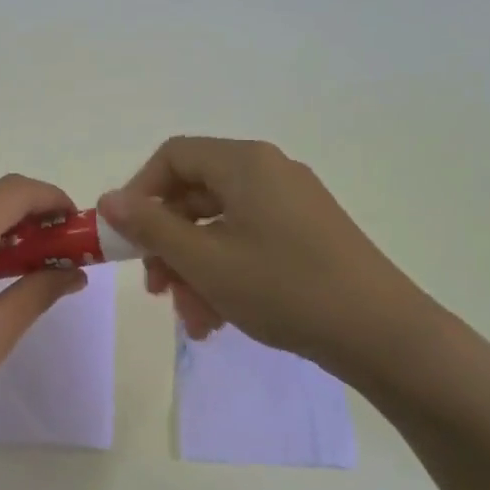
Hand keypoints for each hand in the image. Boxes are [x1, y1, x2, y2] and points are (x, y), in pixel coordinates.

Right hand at [98, 137, 439, 379]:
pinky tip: (220, 320)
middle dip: (169, 245)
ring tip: (194, 320)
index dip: (140, 193)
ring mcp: (292, 204)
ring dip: (195, 270)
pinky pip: (249, 243)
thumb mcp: (204, 260)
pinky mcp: (307, 235)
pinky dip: (226, 274)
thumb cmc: (283, 287)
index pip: (173, 157)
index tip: (127, 238)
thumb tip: (109, 199)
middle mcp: (269, 172)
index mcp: (244, 164)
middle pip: (196, 196)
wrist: (380, 333)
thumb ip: (151, 227)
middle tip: (157, 290)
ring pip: (220, 227)